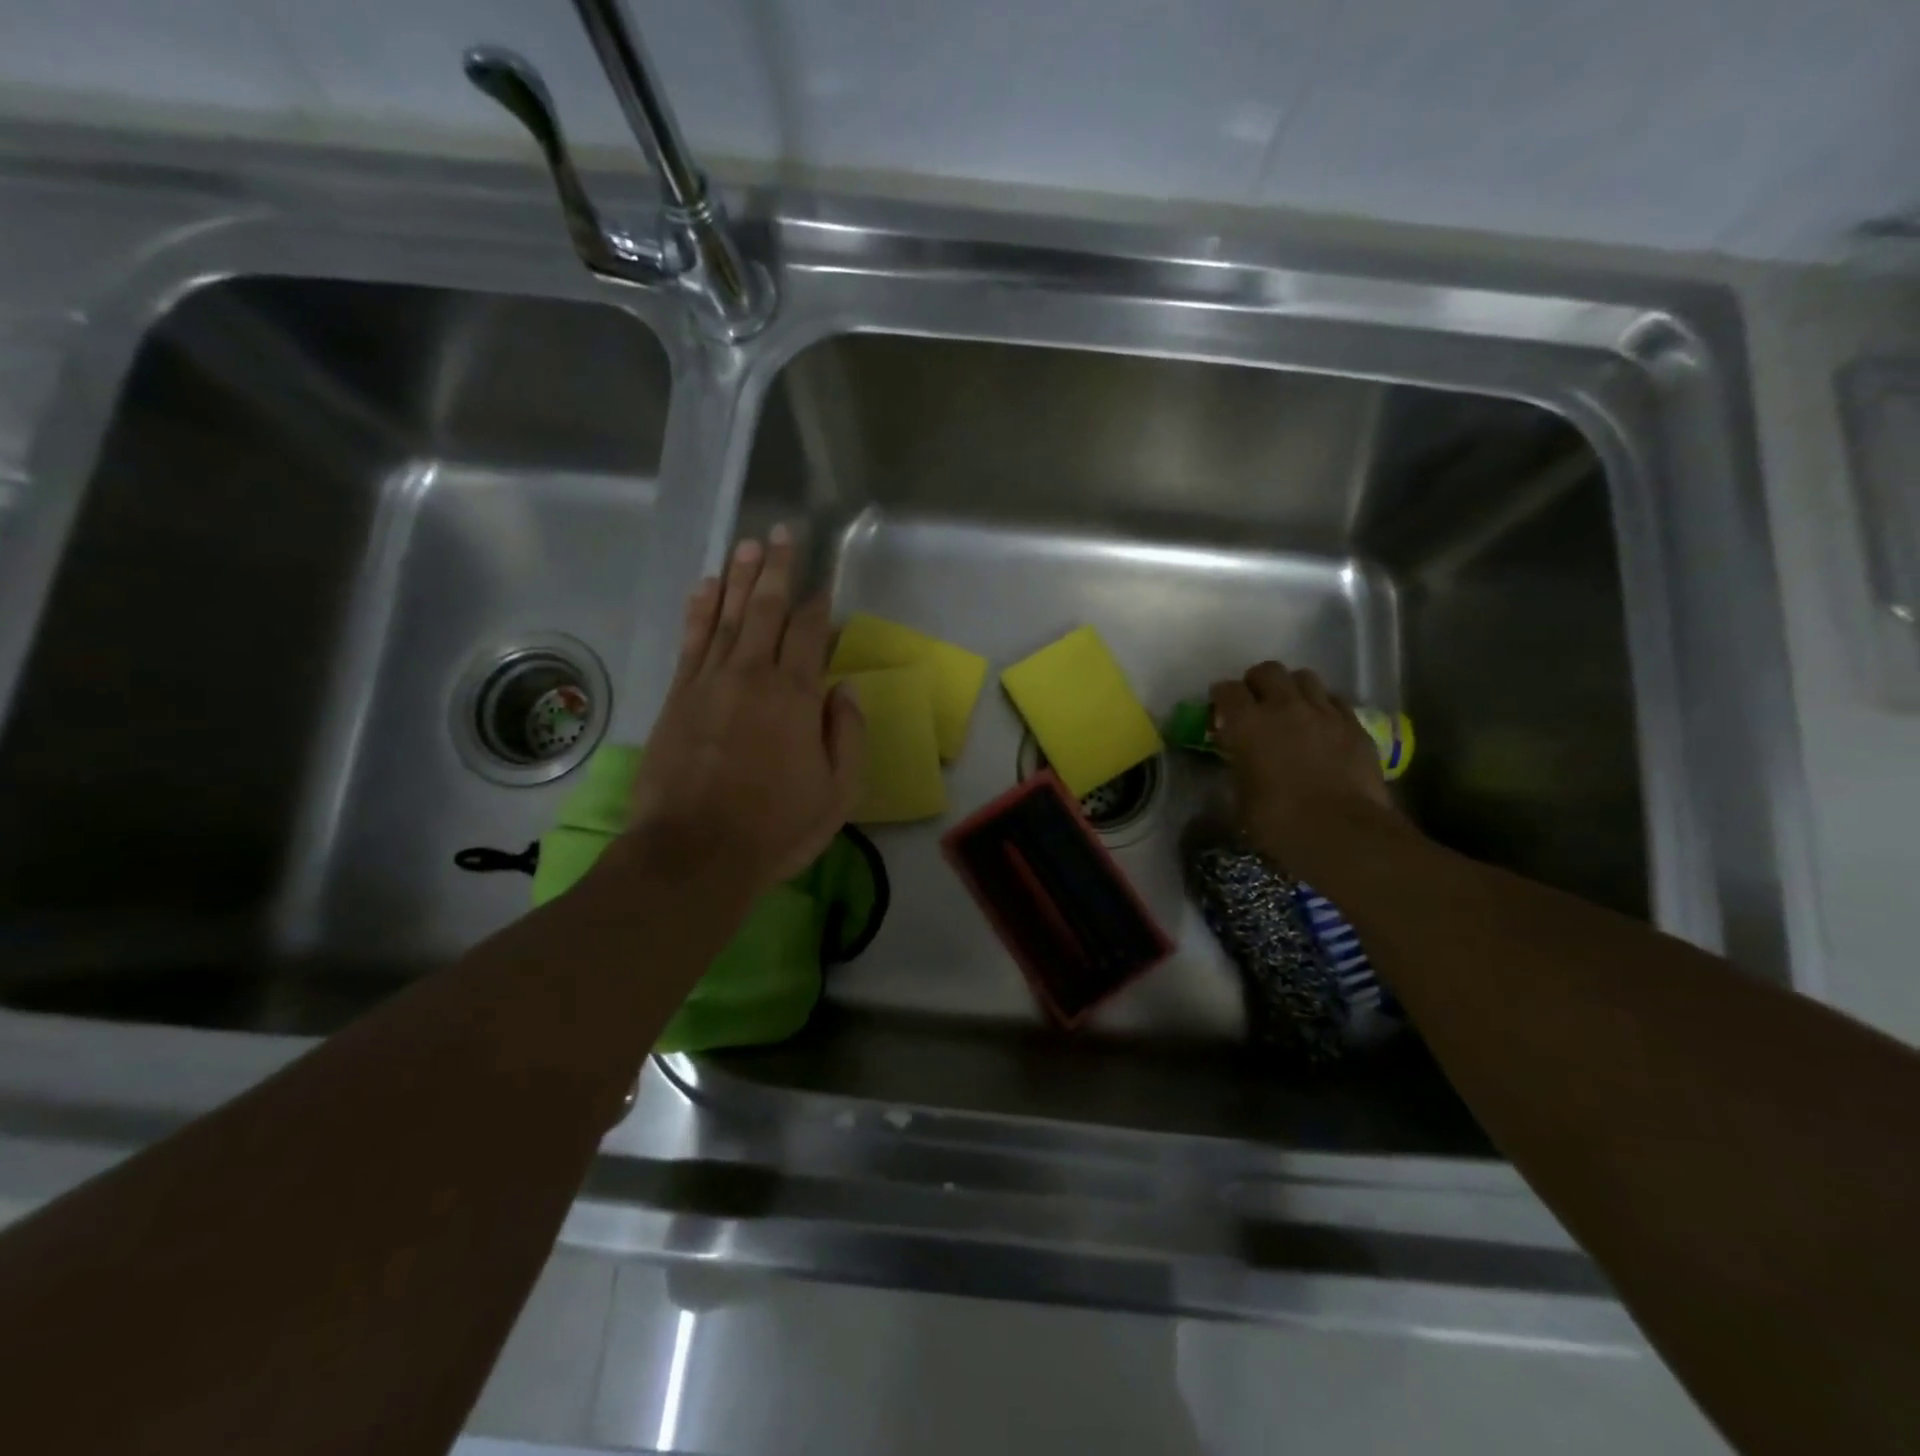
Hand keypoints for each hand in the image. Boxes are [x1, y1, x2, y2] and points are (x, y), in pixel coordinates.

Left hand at [626, 527, 864, 895]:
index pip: (811, 634)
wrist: (694, 853)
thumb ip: (847, 735)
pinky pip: (691, 641)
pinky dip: (699, 609)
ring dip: (739, 577)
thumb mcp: (837, 793)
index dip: (819, 602)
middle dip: (778, 569)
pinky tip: (705, 586)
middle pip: (766, 610)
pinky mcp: (677, 697)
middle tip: (783, 532)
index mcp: (797, 697)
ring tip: (748, 544)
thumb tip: (843, 690)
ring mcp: (710, 683)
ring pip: (727, 615)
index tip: (824, 578)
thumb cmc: (775, 828)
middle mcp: (753, 676)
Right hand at [1210, 661, 1397, 868]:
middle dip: (1257, 682)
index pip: (1226, 690)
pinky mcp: (1355, 726)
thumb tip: (1239, 760)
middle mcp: (1285, 707)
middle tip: (1254, 702)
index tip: (1219, 709)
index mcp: (1248, 724)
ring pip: (1305, 678)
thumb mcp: (1241, 799)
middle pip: (1268, 671)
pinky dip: (1323, 705)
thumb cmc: (1279, 823)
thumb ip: (1238, 768)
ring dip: (1292, 688)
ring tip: (1290, 708)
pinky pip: (1335, 700)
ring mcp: (1324, 713)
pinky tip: (1321, 724)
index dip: (1220, 697)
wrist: (1344, 834)